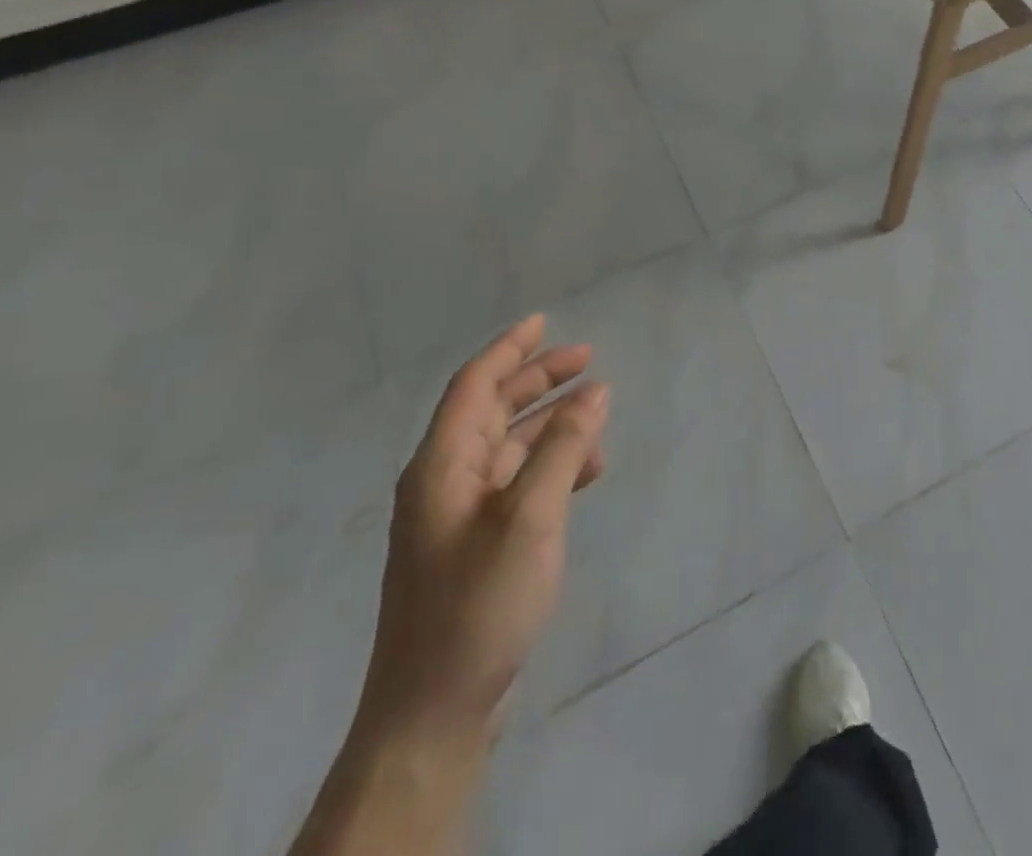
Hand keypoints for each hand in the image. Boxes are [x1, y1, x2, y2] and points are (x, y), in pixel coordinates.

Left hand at [355, 315, 609, 755]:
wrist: (434, 711)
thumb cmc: (479, 602)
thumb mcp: (530, 516)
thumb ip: (564, 447)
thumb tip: (594, 390)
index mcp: (442, 465)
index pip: (474, 385)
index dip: (509, 348)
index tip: (545, 321)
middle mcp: (444, 480)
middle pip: (492, 409)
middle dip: (538, 379)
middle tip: (588, 358)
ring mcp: (459, 515)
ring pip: (509, 445)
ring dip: (551, 422)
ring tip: (598, 409)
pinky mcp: (476, 544)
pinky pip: (518, 482)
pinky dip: (552, 465)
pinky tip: (587, 470)